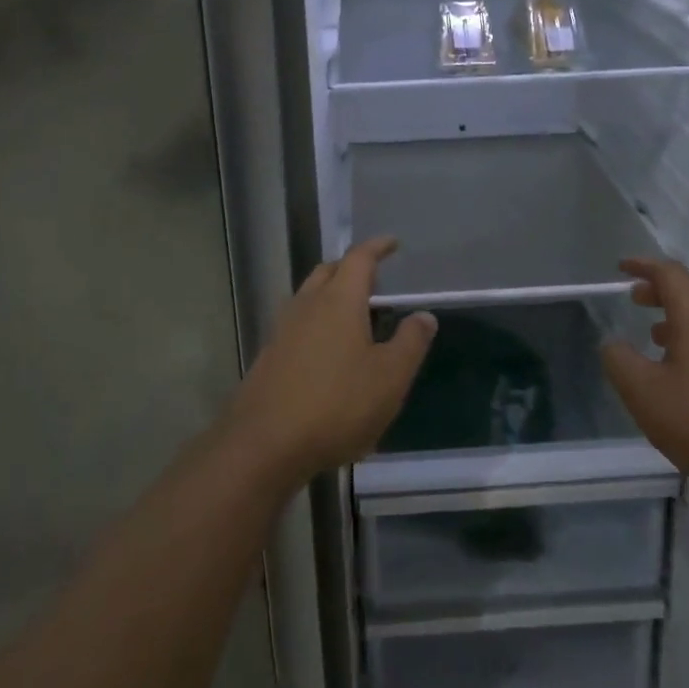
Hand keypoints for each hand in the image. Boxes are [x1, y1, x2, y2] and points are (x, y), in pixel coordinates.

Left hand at [223, 237, 435, 485]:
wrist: (265, 444)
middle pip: (329, 271)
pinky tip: (329, 352)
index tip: (391, 243)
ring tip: (354, 315)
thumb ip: (410, 343)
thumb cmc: (337, 404)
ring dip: (331, 295)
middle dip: (351, 268)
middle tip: (373, 279)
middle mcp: (308, 304)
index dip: (377, 248)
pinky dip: (317, 322)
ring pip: (309, 296)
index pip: (359, 259)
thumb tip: (424, 315)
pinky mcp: (270, 355)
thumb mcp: (389, 378)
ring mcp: (283, 329)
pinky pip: (298, 323)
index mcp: (339, 300)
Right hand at [600, 258, 688, 504]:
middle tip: (633, 298)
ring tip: (652, 334)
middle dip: (659, 291)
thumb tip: (613, 344)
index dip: (643, 265)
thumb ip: (620, 361)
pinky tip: (680, 371)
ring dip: (676, 318)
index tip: (621, 267)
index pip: (669, 273)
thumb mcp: (644, 392)